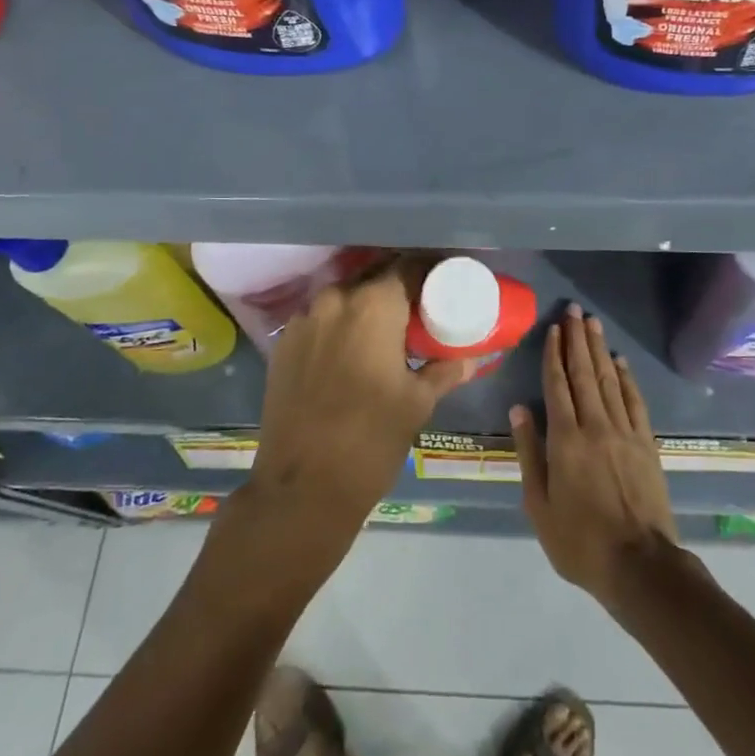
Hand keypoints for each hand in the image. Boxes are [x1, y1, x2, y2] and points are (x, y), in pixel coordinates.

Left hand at [249, 258, 470, 537]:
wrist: (301, 488)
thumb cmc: (370, 440)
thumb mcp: (417, 403)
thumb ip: (444, 371)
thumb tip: (471, 358)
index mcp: (373, 305)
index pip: (407, 267)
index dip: (429, 272)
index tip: (444, 285)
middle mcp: (335, 300)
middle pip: (373, 277)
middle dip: (397, 287)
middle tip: (419, 308)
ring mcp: (303, 320)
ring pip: (343, 297)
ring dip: (366, 305)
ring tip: (386, 330)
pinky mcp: (283, 344)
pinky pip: (319, 319)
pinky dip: (339, 324)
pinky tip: (351, 350)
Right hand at [511, 305, 679, 607]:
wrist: (640, 565)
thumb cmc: (579, 541)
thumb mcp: (539, 504)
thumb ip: (529, 452)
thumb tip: (519, 409)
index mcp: (565, 439)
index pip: (557, 385)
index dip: (554, 353)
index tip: (554, 328)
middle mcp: (595, 426)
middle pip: (584, 373)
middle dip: (578, 340)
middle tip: (575, 311)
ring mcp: (625, 432)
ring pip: (609, 381)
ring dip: (600, 350)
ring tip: (594, 324)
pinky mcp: (647, 444)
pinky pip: (635, 402)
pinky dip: (627, 379)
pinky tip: (621, 363)